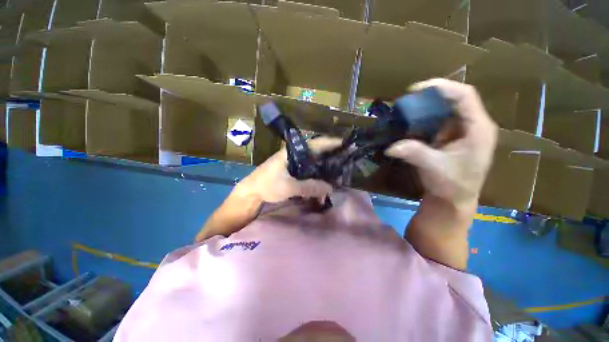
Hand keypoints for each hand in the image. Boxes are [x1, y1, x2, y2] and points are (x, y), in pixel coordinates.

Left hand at [234, 137, 342, 203]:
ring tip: (338, 171)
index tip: (346, 143)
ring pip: (313, 162)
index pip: (315, 143)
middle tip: (346, 160)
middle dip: (331, 155)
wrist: (251, 192)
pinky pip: (308, 171)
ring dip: (324, 167)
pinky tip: (323, 180)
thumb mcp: (288, 186)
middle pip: (317, 152)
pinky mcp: (292, 171)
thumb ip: (309, 187)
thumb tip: (330, 188)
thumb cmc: (267, 185)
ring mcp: (293, 163)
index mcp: (293, 152)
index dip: (331, 142)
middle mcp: (295, 155)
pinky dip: (317, 175)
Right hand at [385, 78, 497, 205]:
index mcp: (478, 128)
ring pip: (445, 109)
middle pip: (454, 99)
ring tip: (406, 109)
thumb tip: (390, 147)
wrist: (453, 199)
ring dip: (425, 107)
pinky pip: (437, 121)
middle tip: (407, 100)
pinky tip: (410, 122)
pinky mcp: (450, 137)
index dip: (442, 87)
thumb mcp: (435, 168)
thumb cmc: (452, 185)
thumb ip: (415, 154)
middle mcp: (472, 125)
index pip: (464, 96)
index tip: (415, 89)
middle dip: (430, 96)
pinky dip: (423, 119)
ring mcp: (461, 131)